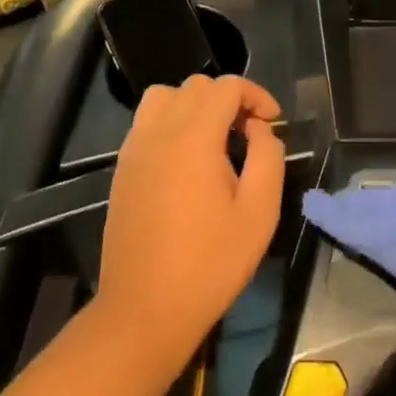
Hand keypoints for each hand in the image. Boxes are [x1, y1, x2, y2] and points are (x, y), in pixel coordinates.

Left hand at [95, 75, 284, 369]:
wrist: (144, 310)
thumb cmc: (209, 264)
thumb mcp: (259, 213)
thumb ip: (267, 158)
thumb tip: (259, 129)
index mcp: (194, 137)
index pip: (227, 86)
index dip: (256, 95)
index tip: (272, 124)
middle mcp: (159, 131)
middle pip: (196, 86)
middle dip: (229, 99)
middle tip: (248, 134)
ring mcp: (135, 148)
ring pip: (165, 96)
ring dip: (194, 105)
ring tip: (214, 138)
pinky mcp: (122, 167)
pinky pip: (147, 121)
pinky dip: (170, 121)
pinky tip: (185, 159)